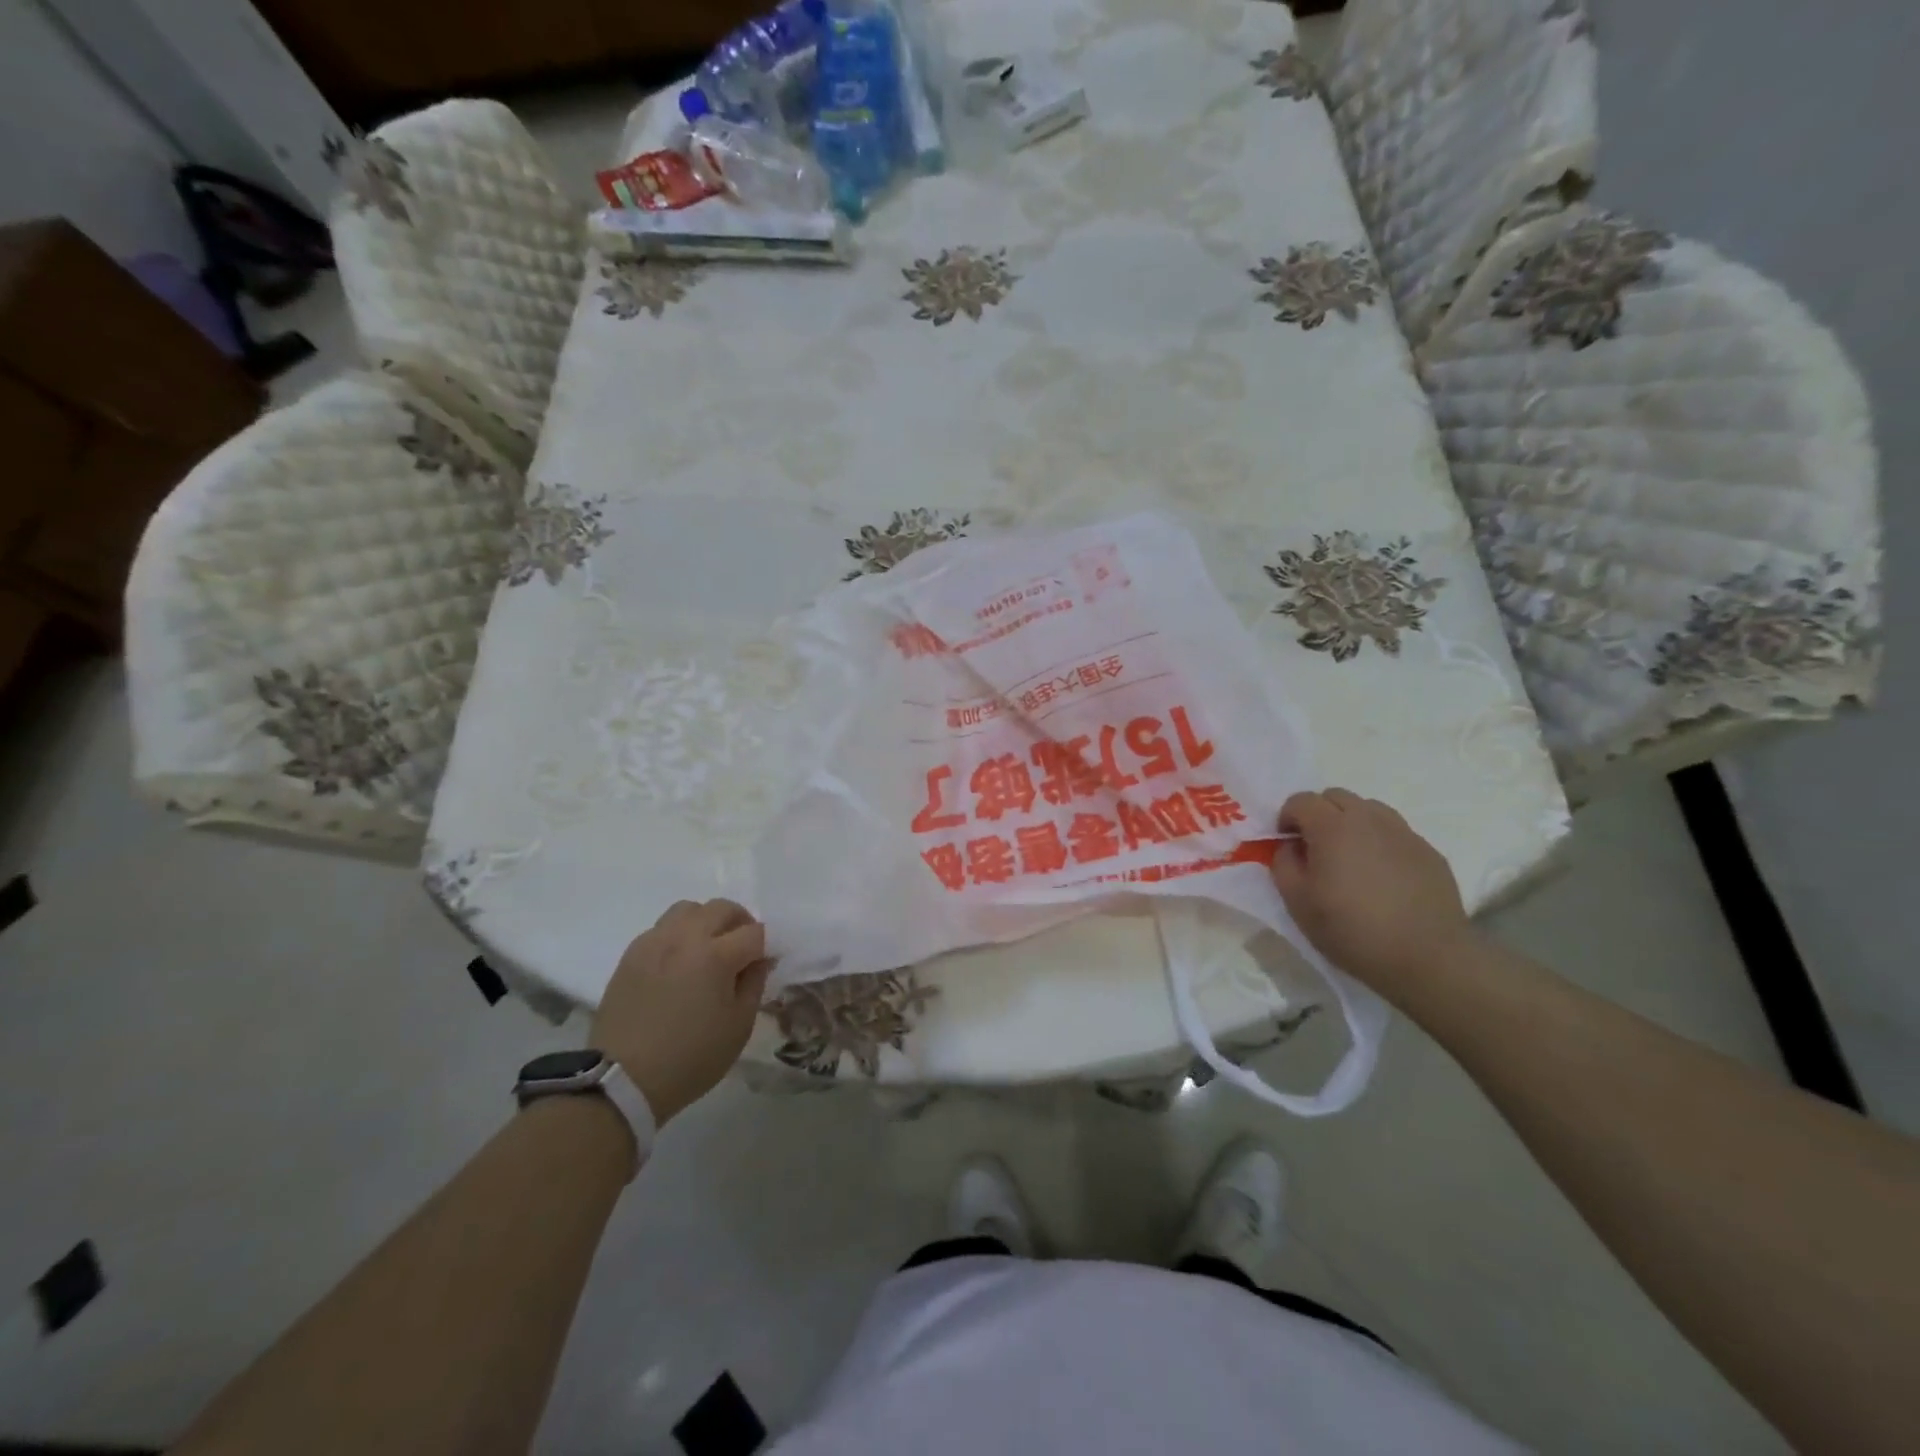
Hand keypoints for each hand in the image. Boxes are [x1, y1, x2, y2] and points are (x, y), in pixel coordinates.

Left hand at [591, 900, 771, 1125]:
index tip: (762, 965)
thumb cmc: (690, 1058)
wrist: (622, 1080)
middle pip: (722, 908)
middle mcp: (685, 938)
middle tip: (741, 950)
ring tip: (707, 949)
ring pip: (688, 909)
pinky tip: (678, 962)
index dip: (764, 947)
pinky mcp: (631, 954)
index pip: (754, 932)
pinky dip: (678, 935)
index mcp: (716, 956)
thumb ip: (754, 984)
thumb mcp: (738, 1027)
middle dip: (739, 923)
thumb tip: (759, 960)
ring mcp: (654, 942)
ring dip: (706, 922)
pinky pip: (662, 927)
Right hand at [1269, 788, 1476, 999]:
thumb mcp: (1297, 902)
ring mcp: (1404, 833)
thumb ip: (1283, 863)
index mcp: (1332, 827)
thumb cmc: (1352, 930)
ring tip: (1351, 859)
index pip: (1301, 800)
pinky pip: (1395, 833)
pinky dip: (1380, 842)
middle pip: (1335, 796)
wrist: (1427, 958)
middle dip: (1319, 815)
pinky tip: (1382, 877)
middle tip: (1316, 849)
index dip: (1287, 818)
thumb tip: (1291, 847)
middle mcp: (1369, 818)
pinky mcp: (1429, 851)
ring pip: (1369, 809)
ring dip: (1351, 824)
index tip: (1287, 844)